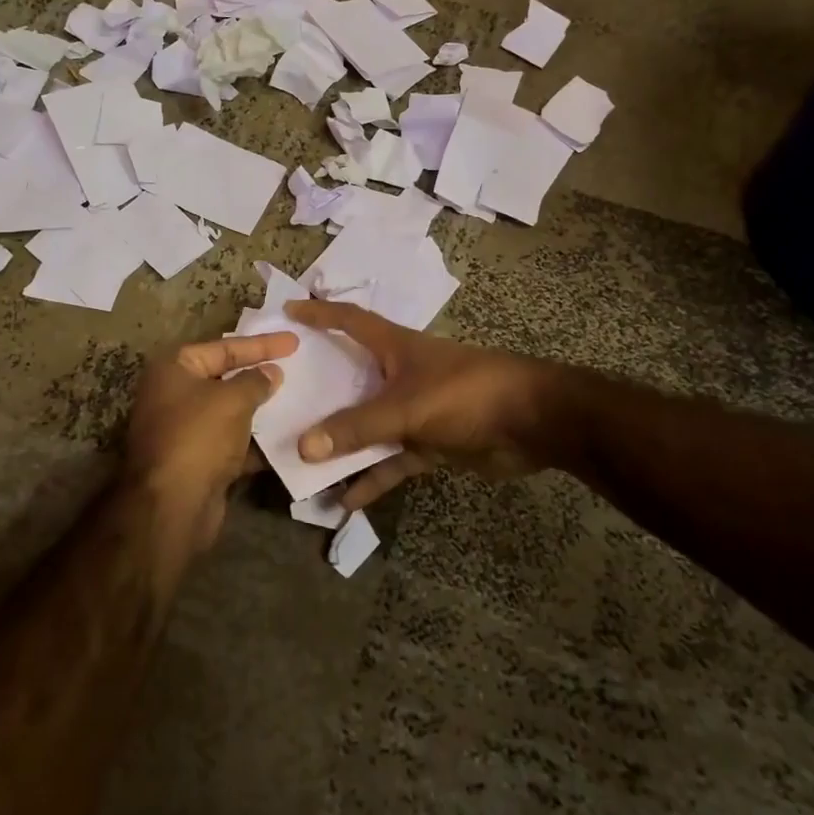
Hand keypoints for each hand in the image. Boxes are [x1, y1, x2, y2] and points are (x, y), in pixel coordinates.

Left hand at [126, 332, 297, 547]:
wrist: (173, 507)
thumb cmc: (199, 437)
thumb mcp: (233, 399)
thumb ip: (256, 381)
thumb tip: (272, 373)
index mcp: (174, 369)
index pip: (224, 347)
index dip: (261, 344)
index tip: (293, 341)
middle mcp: (174, 394)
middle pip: (225, 376)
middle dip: (259, 374)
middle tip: (295, 366)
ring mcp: (184, 429)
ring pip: (230, 411)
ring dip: (260, 408)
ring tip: (297, 400)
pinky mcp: (197, 460)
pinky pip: (232, 441)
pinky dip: (255, 439)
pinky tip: (286, 437)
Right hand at [284, 300, 554, 510]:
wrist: (533, 422)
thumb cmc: (466, 393)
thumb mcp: (406, 407)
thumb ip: (358, 427)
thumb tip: (304, 445)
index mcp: (395, 348)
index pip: (350, 321)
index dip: (320, 315)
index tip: (288, 313)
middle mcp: (400, 374)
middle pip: (351, 379)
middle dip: (319, 390)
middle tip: (280, 401)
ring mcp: (415, 409)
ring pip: (368, 425)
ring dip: (342, 444)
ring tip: (303, 464)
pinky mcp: (430, 442)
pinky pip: (392, 459)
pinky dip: (373, 477)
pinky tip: (347, 501)